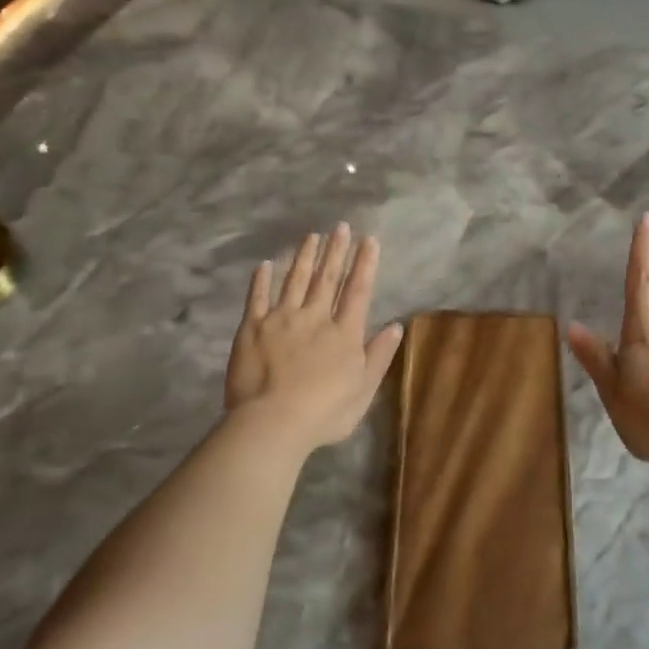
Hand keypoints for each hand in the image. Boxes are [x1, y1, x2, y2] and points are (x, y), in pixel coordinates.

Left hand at [225, 224, 404, 453]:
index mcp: (344, 333)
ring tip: (312, 236)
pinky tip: (265, 265)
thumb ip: (379, 356)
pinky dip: (262, 280)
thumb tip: (396, 326)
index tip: (369, 240)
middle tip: (341, 226)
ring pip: (295, 281)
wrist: (273, 422)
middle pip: (327, 278)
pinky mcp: (252, 328)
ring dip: (304, 257)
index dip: (364, 264)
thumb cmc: (325, 412)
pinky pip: (258, 298)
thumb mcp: (364, 390)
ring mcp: (281, 319)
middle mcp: (315, 317)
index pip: (358, 291)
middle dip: (336, 251)